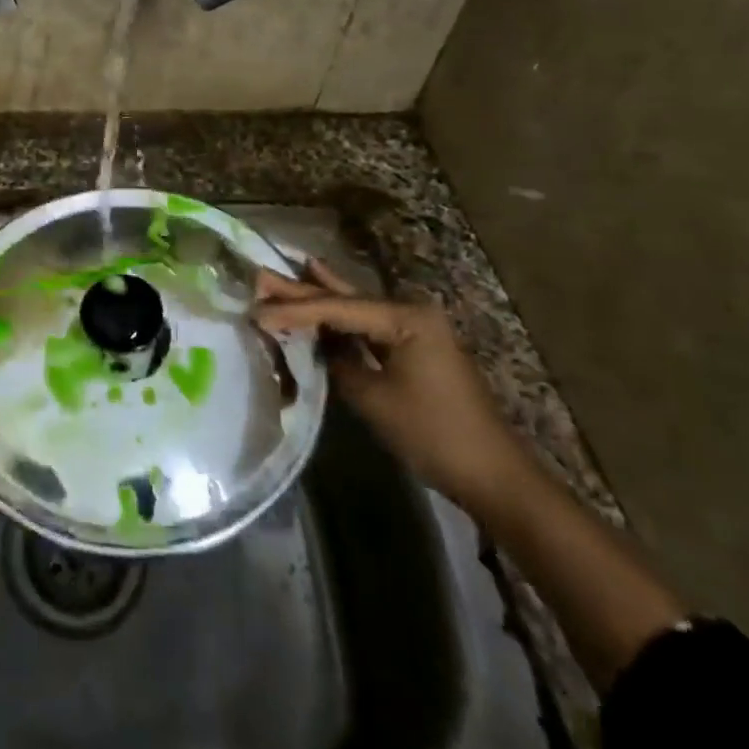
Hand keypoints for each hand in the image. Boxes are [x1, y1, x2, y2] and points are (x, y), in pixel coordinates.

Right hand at [254, 259, 532, 511]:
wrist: (492, 475)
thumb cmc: (433, 434)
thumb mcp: (373, 398)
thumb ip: (337, 361)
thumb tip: (312, 342)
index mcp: (406, 317)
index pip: (336, 309)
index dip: (293, 310)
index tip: (255, 311)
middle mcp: (411, 312)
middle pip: (345, 299)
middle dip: (301, 289)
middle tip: (260, 275)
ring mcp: (415, 329)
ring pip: (355, 308)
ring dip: (318, 298)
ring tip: (284, 273)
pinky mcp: (414, 347)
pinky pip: (367, 326)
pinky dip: (339, 318)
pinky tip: (321, 301)